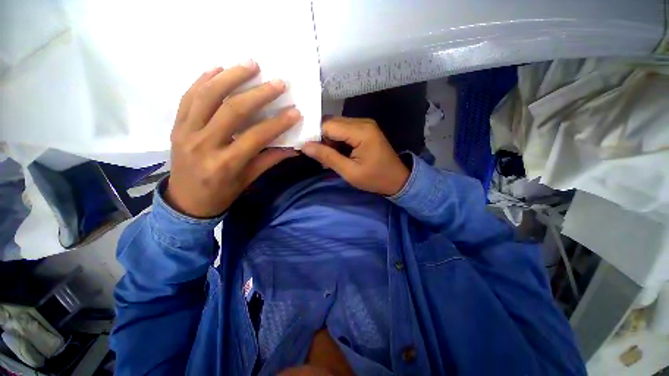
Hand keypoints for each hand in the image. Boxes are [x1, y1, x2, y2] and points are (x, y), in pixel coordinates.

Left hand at [166, 61, 299, 217]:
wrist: (185, 202)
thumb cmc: (221, 194)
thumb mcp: (248, 180)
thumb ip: (269, 160)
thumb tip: (293, 148)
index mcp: (226, 163)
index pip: (256, 136)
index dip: (278, 123)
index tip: (295, 112)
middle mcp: (204, 144)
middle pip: (232, 110)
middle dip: (258, 94)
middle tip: (277, 82)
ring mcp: (186, 132)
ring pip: (207, 96)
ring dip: (230, 77)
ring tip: (250, 64)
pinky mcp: (176, 126)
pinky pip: (188, 97)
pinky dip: (203, 80)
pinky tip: (218, 68)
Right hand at [302, 117, 409, 195]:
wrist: (397, 179)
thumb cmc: (375, 178)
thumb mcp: (350, 172)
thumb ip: (328, 157)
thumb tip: (305, 146)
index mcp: (361, 132)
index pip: (328, 125)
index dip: (315, 136)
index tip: (308, 149)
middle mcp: (363, 122)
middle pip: (332, 123)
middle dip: (322, 138)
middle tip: (320, 156)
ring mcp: (365, 124)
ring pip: (337, 126)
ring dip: (330, 140)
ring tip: (329, 158)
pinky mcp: (365, 129)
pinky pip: (345, 130)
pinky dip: (337, 141)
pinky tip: (337, 154)